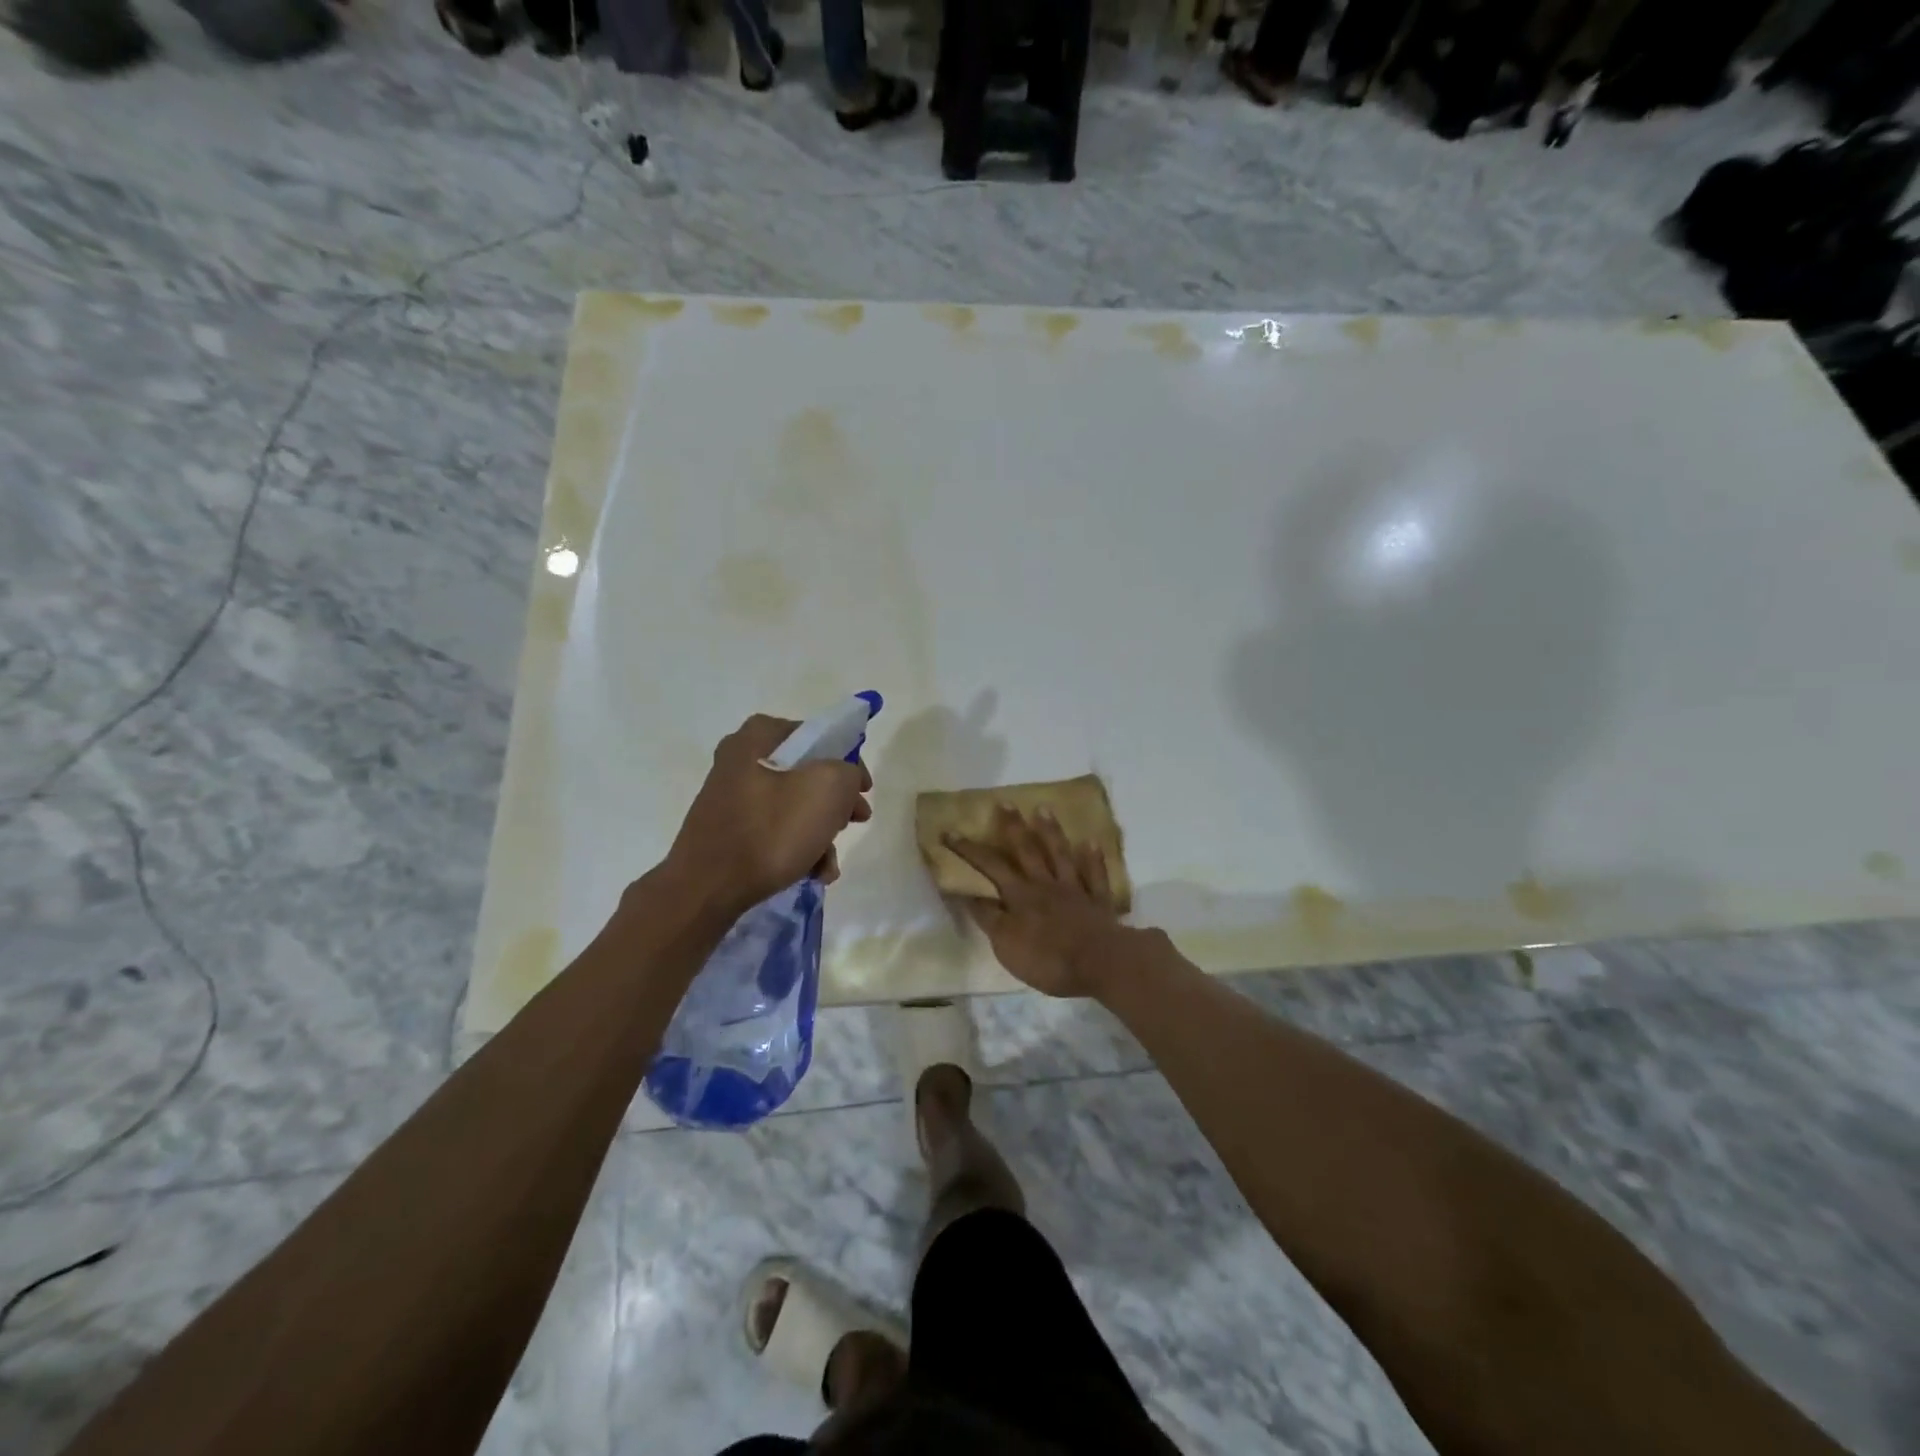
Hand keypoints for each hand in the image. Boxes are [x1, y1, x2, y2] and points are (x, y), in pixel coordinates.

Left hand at [663, 715, 872, 919]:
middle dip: (836, 803)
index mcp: (760, 735)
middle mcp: (741, 758)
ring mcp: (731, 795)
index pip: (819, 736)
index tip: (863, 791)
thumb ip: (849, 772)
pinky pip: (773, 829)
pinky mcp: (727, 829)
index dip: (849, 762)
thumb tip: (844, 782)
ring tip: (829, 865)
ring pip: (793, 805)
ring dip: (820, 833)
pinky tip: (812, 873)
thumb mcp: (829, 788)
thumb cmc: (772, 829)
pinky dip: (797, 847)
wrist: (707, 887)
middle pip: (807, 773)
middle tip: (855, 822)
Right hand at [943, 805, 1129, 997]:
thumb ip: (989, 918)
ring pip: (1060, 855)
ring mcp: (1074, 890)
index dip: (968, 850)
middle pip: (1026, 851)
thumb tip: (968, 895)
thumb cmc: (1048, 959)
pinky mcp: (1098, 902)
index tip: (949, 832)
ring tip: (1043, 809)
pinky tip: (1090, 842)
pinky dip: (1092, 858)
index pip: (988, 867)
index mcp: (1019, 896)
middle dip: (1012, 827)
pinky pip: (1095, 874)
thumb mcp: (1006, 945)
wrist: (1099, 963)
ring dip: (1051, 832)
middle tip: (1004, 802)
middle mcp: (1045, 885)